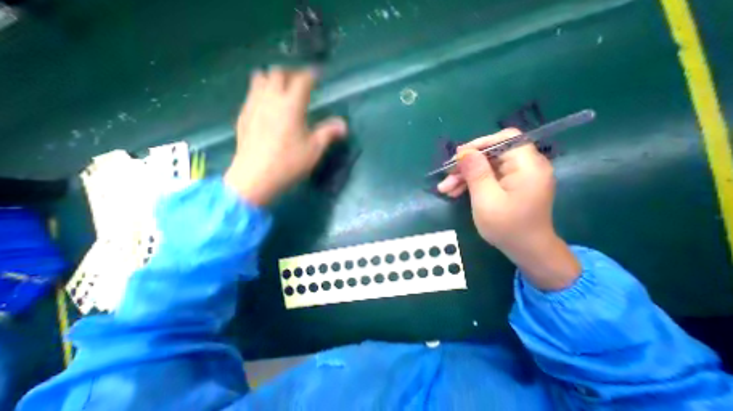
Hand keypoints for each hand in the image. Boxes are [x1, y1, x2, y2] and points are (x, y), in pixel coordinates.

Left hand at [224, 66, 347, 204]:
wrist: (255, 177)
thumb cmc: (289, 163)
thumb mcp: (314, 150)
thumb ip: (329, 133)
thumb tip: (344, 125)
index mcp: (291, 105)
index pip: (302, 80)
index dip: (311, 75)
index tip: (318, 75)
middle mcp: (271, 98)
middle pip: (278, 73)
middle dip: (291, 74)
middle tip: (300, 84)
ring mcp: (254, 105)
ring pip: (260, 78)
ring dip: (273, 79)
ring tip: (282, 90)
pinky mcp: (244, 115)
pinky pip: (251, 93)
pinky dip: (261, 91)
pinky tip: (267, 106)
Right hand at [437, 130, 581, 289]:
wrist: (526, 251)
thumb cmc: (507, 227)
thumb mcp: (486, 199)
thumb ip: (476, 173)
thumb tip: (464, 152)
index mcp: (528, 166)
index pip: (505, 139)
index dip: (479, 144)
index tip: (458, 157)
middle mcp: (526, 166)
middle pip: (492, 154)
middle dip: (466, 165)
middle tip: (445, 177)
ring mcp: (518, 176)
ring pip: (486, 166)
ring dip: (465, 176)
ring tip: (445, 189)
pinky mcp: (511, 185)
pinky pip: (488, 177)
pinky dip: (472, 183)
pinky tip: (455, 192)